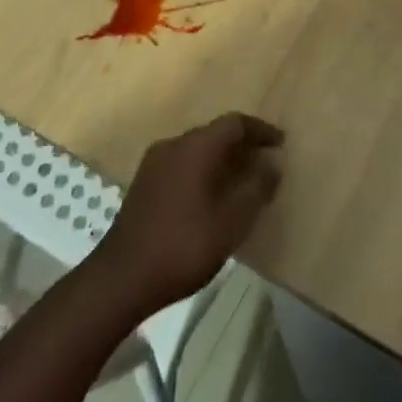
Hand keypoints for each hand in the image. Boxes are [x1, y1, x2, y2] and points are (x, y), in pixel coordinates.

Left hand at [91, 113, 284, 316]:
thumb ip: (256, 188)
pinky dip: (202, 172)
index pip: (234, 123)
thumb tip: (272, 163)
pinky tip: (211, 198)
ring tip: (242, 182)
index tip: (281, 143)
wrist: (121, 279)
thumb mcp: (231, 221)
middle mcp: (173, 145)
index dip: (260, 130)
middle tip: (264, 164)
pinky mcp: (143, 185)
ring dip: (221, 160)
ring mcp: (153, 164)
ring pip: (196, 150)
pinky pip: (181, 165)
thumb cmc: (183, 246)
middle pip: (214, 134)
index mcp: (195, 147)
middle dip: (242, 145)